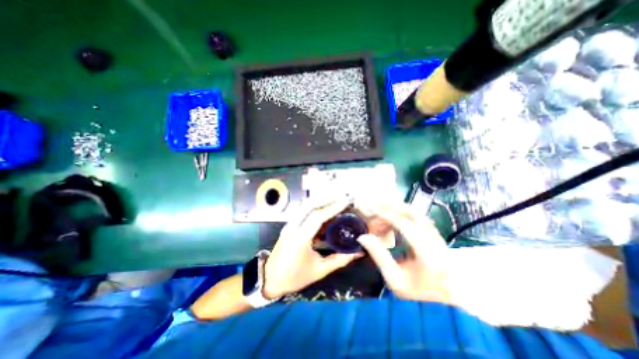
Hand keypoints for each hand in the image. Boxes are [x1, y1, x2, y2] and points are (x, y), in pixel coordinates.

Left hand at [263, 199, 364, 300]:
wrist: (269, 279)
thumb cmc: (295, 277)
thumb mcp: (319, 271)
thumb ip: (339, 260)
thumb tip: (356, 252)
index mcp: (300, 238)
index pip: (317, 216)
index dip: (332, 207)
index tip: (345, 202)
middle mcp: (293, 227)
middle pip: (310, 205)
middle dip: (327, 199)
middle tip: (341, 198)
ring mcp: (289, 224)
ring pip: (305, 206)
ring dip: (320, 202)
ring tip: (335, 202)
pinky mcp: (289, 225)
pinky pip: (303, 212)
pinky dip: (314, 208)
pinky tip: (324, 212)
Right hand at [354, 203, 453, 301]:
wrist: (445, 298)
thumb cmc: (418, 293)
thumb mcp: (394, 279)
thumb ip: (379, 256)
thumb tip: (363, 237)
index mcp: (426, 253)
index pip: (404, 225)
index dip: (385, 214)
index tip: (370, 209)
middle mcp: (434, 240)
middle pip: (412, 213)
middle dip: (390, 206)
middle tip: (373, 204)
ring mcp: (436, 235)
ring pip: (415, 213)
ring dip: (396, 208)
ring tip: (380, 208)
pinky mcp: (434, 233)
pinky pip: (416, 217)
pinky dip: (402, 213)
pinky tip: (392, 216)